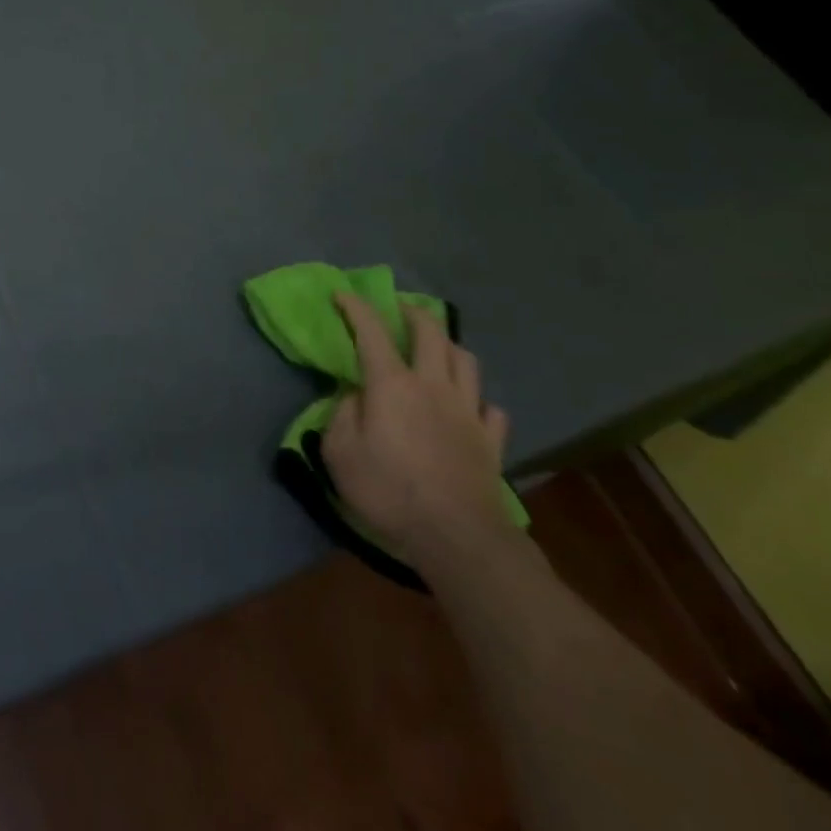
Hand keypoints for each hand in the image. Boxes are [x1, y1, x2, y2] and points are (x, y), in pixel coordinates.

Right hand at [322, 295, 514, 568]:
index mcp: (392, 384)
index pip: (372, 331)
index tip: (343, 294)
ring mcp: (468, 411)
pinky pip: (490, 408)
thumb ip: (341, 415)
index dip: (356, 307)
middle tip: (400, 308)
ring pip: (465, 360)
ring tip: (437, 347)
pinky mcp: (491, 440)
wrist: (457, 536)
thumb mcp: (339, 453)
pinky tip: (469, 406)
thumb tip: (353, 396)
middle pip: (431, 332)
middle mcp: (433, 385)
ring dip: (448, 345)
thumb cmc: (389, 491)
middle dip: (413, 312)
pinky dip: (477, 399)